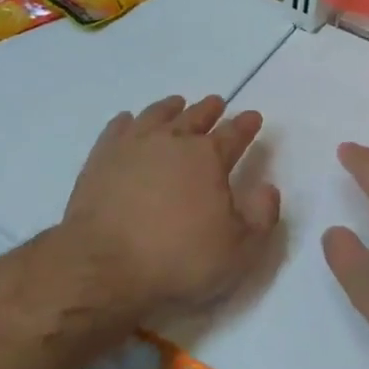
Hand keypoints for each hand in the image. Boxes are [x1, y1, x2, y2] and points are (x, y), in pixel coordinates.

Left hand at [54, 94, 280, 321]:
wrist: (102, 266)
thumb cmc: (177, 259)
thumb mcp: (238, 250)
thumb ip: (261, 216)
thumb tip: (267, 188)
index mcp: (208, 157)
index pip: (234, 134)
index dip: (246, 125)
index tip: (253, 116)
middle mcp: (172, 141)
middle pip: (195, 117)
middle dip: (210, 110)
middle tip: (217, 102)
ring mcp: (133, 145)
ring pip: (156, 115)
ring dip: (170, 108)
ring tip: (177, 103)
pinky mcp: (101, 158)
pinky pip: (118, 128)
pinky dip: (128, 121)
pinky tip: (129, 121)